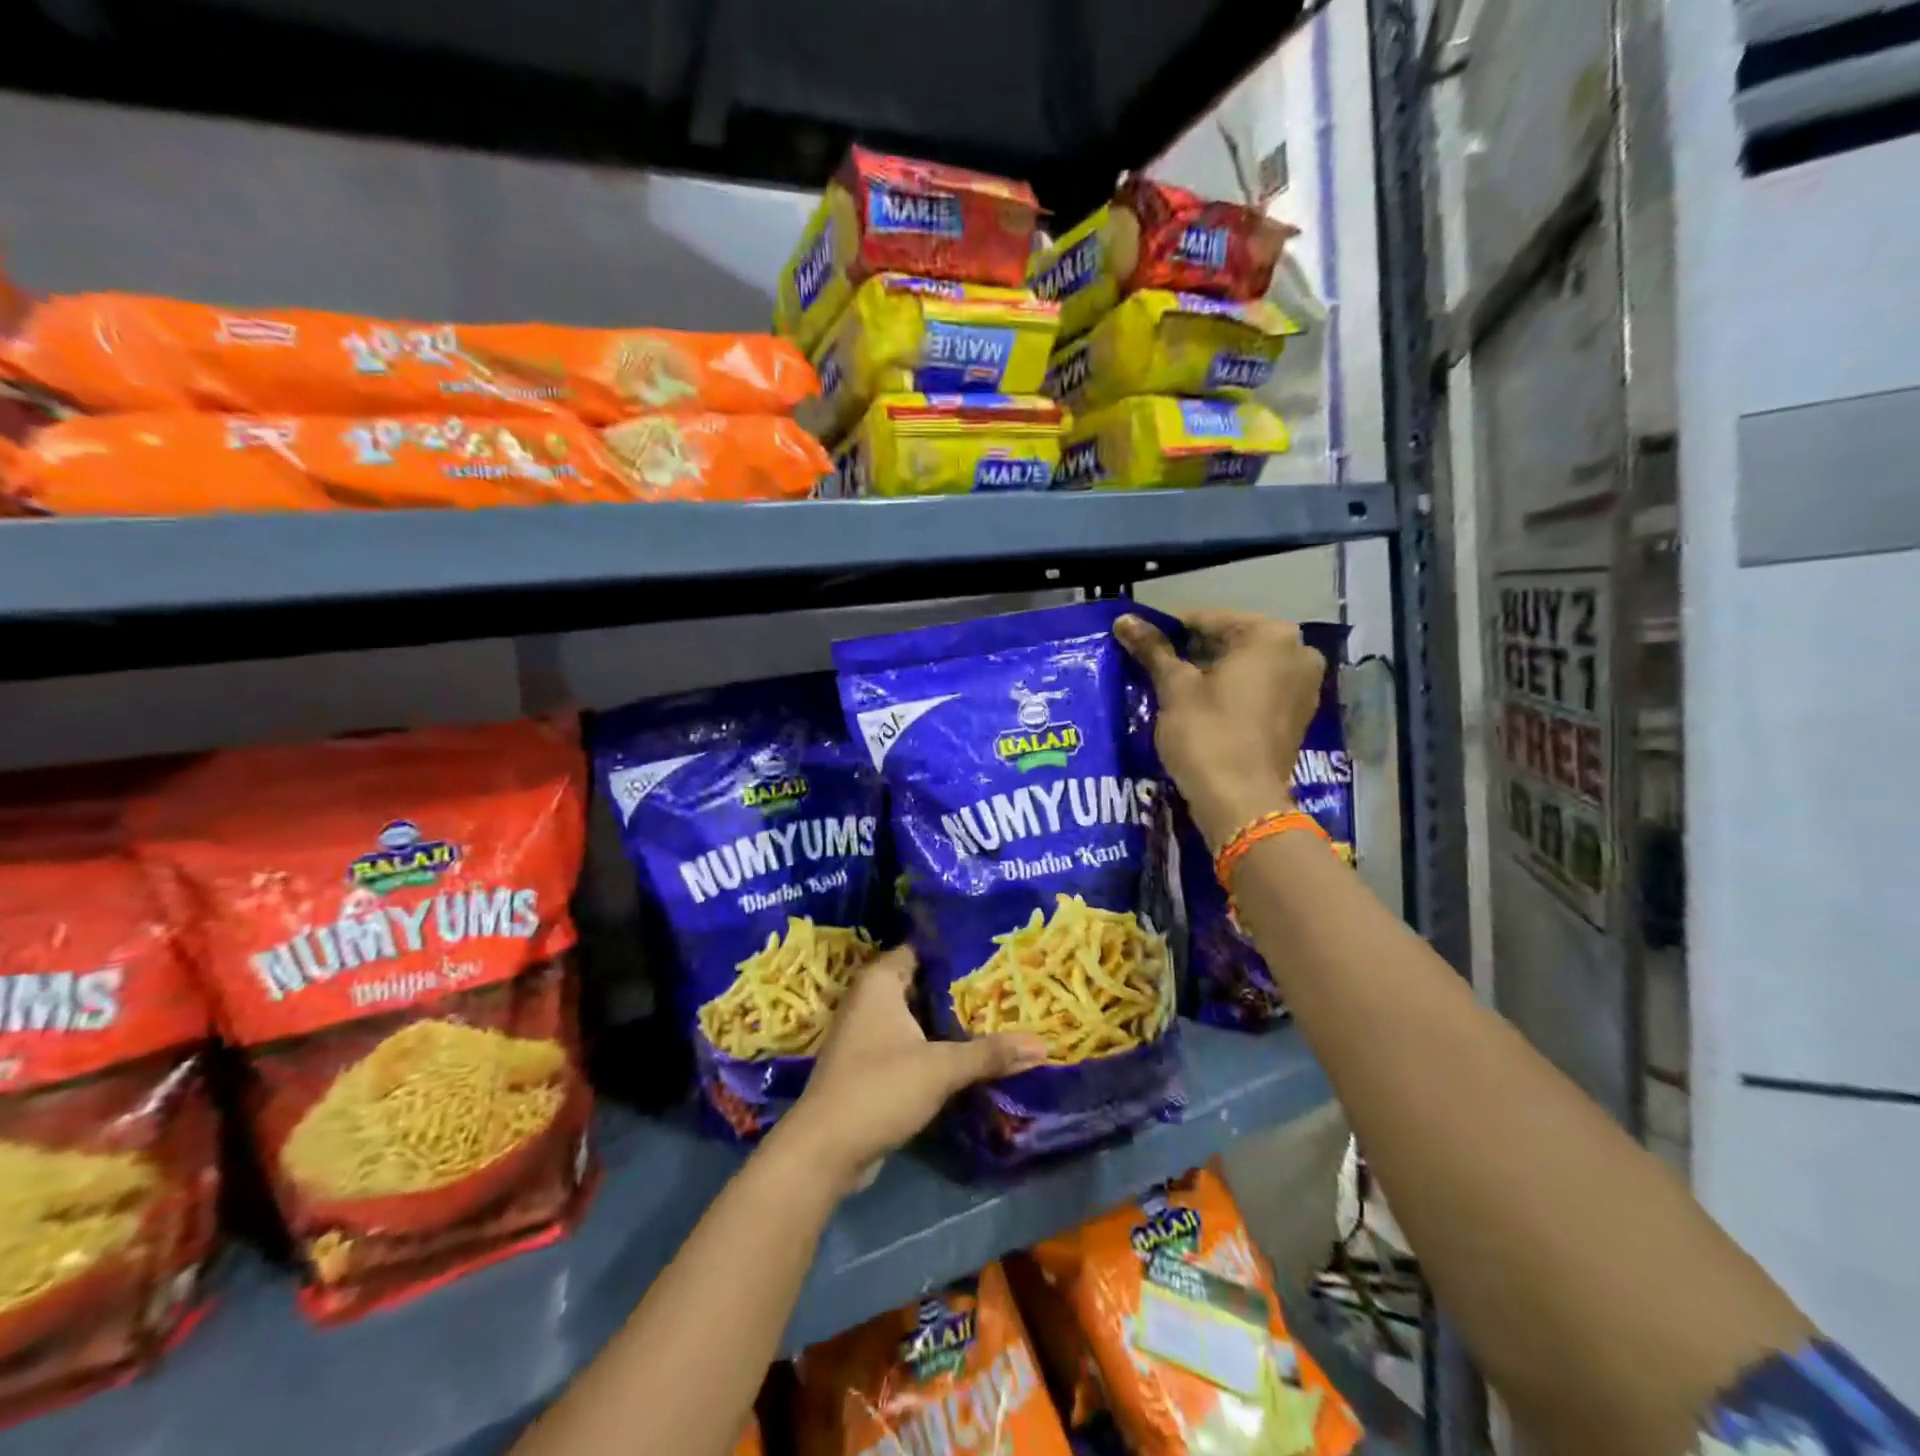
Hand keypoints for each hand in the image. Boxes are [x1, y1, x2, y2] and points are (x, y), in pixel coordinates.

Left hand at [774, 945, 1046, 1194]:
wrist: (825, 1150)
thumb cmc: (879, 1088)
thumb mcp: (941, 1068)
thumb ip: (990, 1053)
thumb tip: (1044, 1045)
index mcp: (880, 981)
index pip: (924, 948)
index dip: (958, 948)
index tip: (996, 949)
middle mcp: (871, 998)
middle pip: (924, 982)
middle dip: (962, 986)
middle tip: (1007, 982)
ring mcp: (868, 1031)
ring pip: (918, 1014)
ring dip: (950, 1019)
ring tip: (999, 1012)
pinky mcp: (871, 1063)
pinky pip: (911, 1041)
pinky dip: (936, 1043)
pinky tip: (970, 1050)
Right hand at [1115, 609, 1326, 851]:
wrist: (1240, 803)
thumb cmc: (1207, 735)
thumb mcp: (1174, 688)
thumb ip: (1152, 649)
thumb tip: (1124, 620)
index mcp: (1271, 636)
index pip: (1207, 620)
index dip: (1167, 630)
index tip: (1139, 643)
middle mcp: (1298, 652)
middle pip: (1229, 642)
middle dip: (1190, 653)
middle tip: (1152, 667)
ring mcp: (1303, 686)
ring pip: (1244, 668)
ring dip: (1208, 674)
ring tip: (1169, 688)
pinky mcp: (1297, 716)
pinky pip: (1256, 691)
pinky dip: (1228, 693)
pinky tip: (1197, 707)